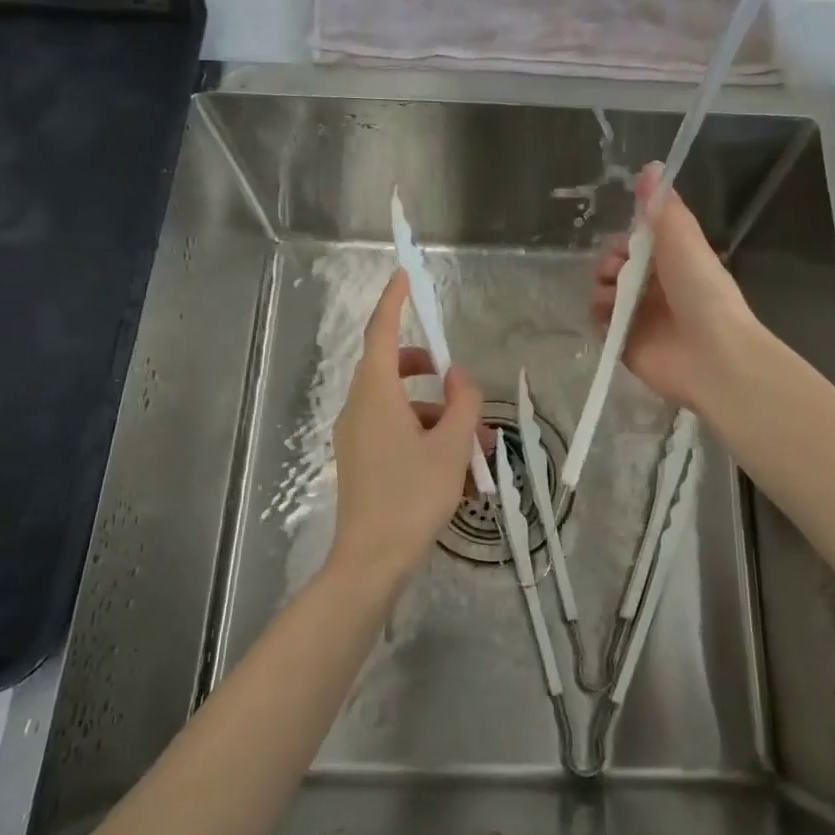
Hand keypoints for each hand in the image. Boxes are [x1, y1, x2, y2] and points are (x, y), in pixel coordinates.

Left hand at [328, 270, 487, 590]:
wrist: (372, 560)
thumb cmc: (413, 495)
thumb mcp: (451, 446)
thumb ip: (462, 403)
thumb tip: (459, 377)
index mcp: (375, 395)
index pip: (381, 333)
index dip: (393, 301)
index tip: (404, 274)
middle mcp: (359, 408)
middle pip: (390, 368)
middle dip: (427, 369)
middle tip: (456, 380)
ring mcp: (357, 436)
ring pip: (399, 405)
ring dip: (436, 412)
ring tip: (477, 441)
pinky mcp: (361, 460)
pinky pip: (394, 430)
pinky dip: (424, 434)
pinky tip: (456, 465)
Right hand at [591, 163, 758, 409]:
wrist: (711, 353)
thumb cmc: (701, 290)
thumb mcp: (683, 238)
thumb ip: (661, 207)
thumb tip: (650, 166)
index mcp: (672, 263)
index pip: (636, 245)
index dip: (624, 241)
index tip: (624, 243)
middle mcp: (654, 289)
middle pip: (615, 268)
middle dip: (609, 264)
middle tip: (618, 270)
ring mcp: (639, 318)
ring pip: (604, 295)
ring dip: (601, 289)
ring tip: (613, 296)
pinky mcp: (626, 344)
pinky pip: (600, 325)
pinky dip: (599, 317)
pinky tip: (609, 315)